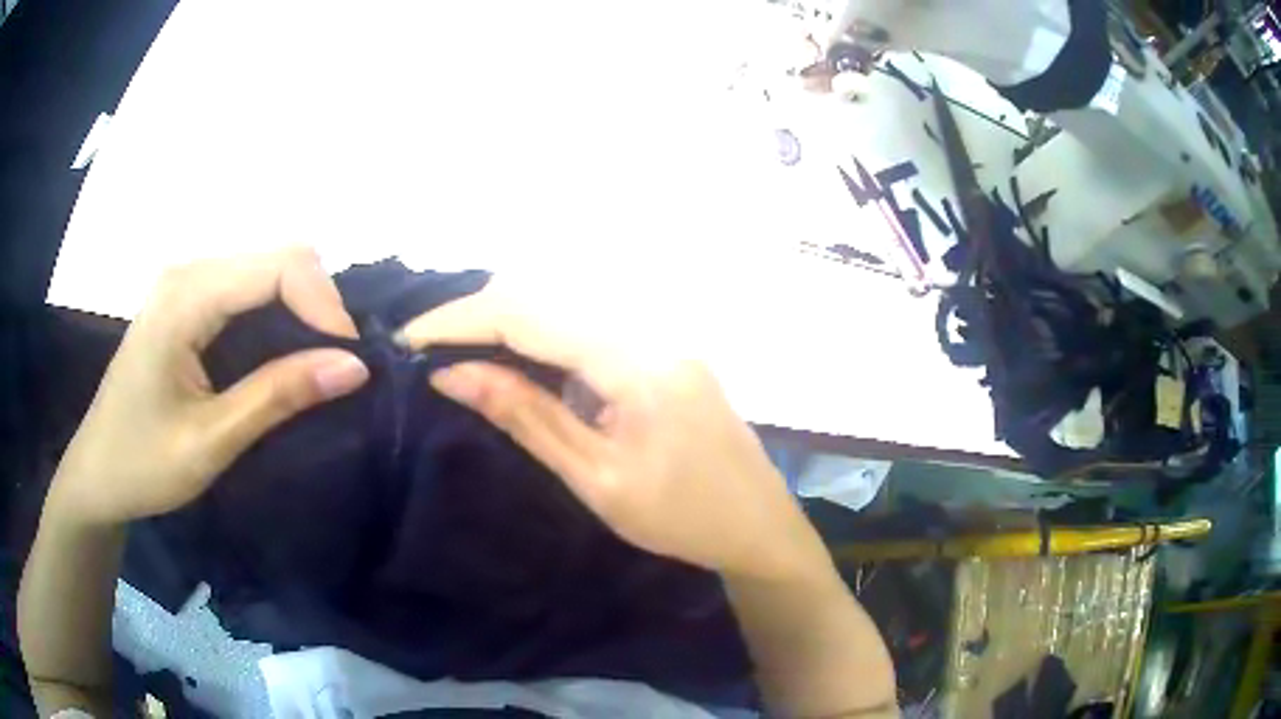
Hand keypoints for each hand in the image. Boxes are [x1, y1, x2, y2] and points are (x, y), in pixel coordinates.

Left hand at [49, 248, 370, 526]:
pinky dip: (276, 315)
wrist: (96, 475)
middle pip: (276, 257)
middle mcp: (187, 271)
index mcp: (186, 295)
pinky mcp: (185, 301)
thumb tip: (354, 366)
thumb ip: (277, 396)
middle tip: (336, 367)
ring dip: (300, 310)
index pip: (278, 265)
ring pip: (265, 269)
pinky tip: (281, 355)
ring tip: (317, 364)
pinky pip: (246, 289)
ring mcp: (185, 282)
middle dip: (318, 305)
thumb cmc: (143, 464)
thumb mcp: (211, 440)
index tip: (349, 363)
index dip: (324, 305)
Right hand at [396, 283, 827, 580]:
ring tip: (461, 350)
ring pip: (568, 305)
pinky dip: (545, 336)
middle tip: (430, 348)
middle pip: (548, 295)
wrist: (760, 526)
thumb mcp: (597, 478)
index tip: (410, 338)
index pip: (530, 315)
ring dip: (510, 321)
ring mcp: (662, 335)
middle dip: (480, 314)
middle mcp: (651, 329)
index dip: (462, 320)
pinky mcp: (663, 350)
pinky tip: (518, 360)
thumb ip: (526, 417)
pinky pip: (592, 326)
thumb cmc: (683, 520)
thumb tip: (453, 375)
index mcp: (636, 361)